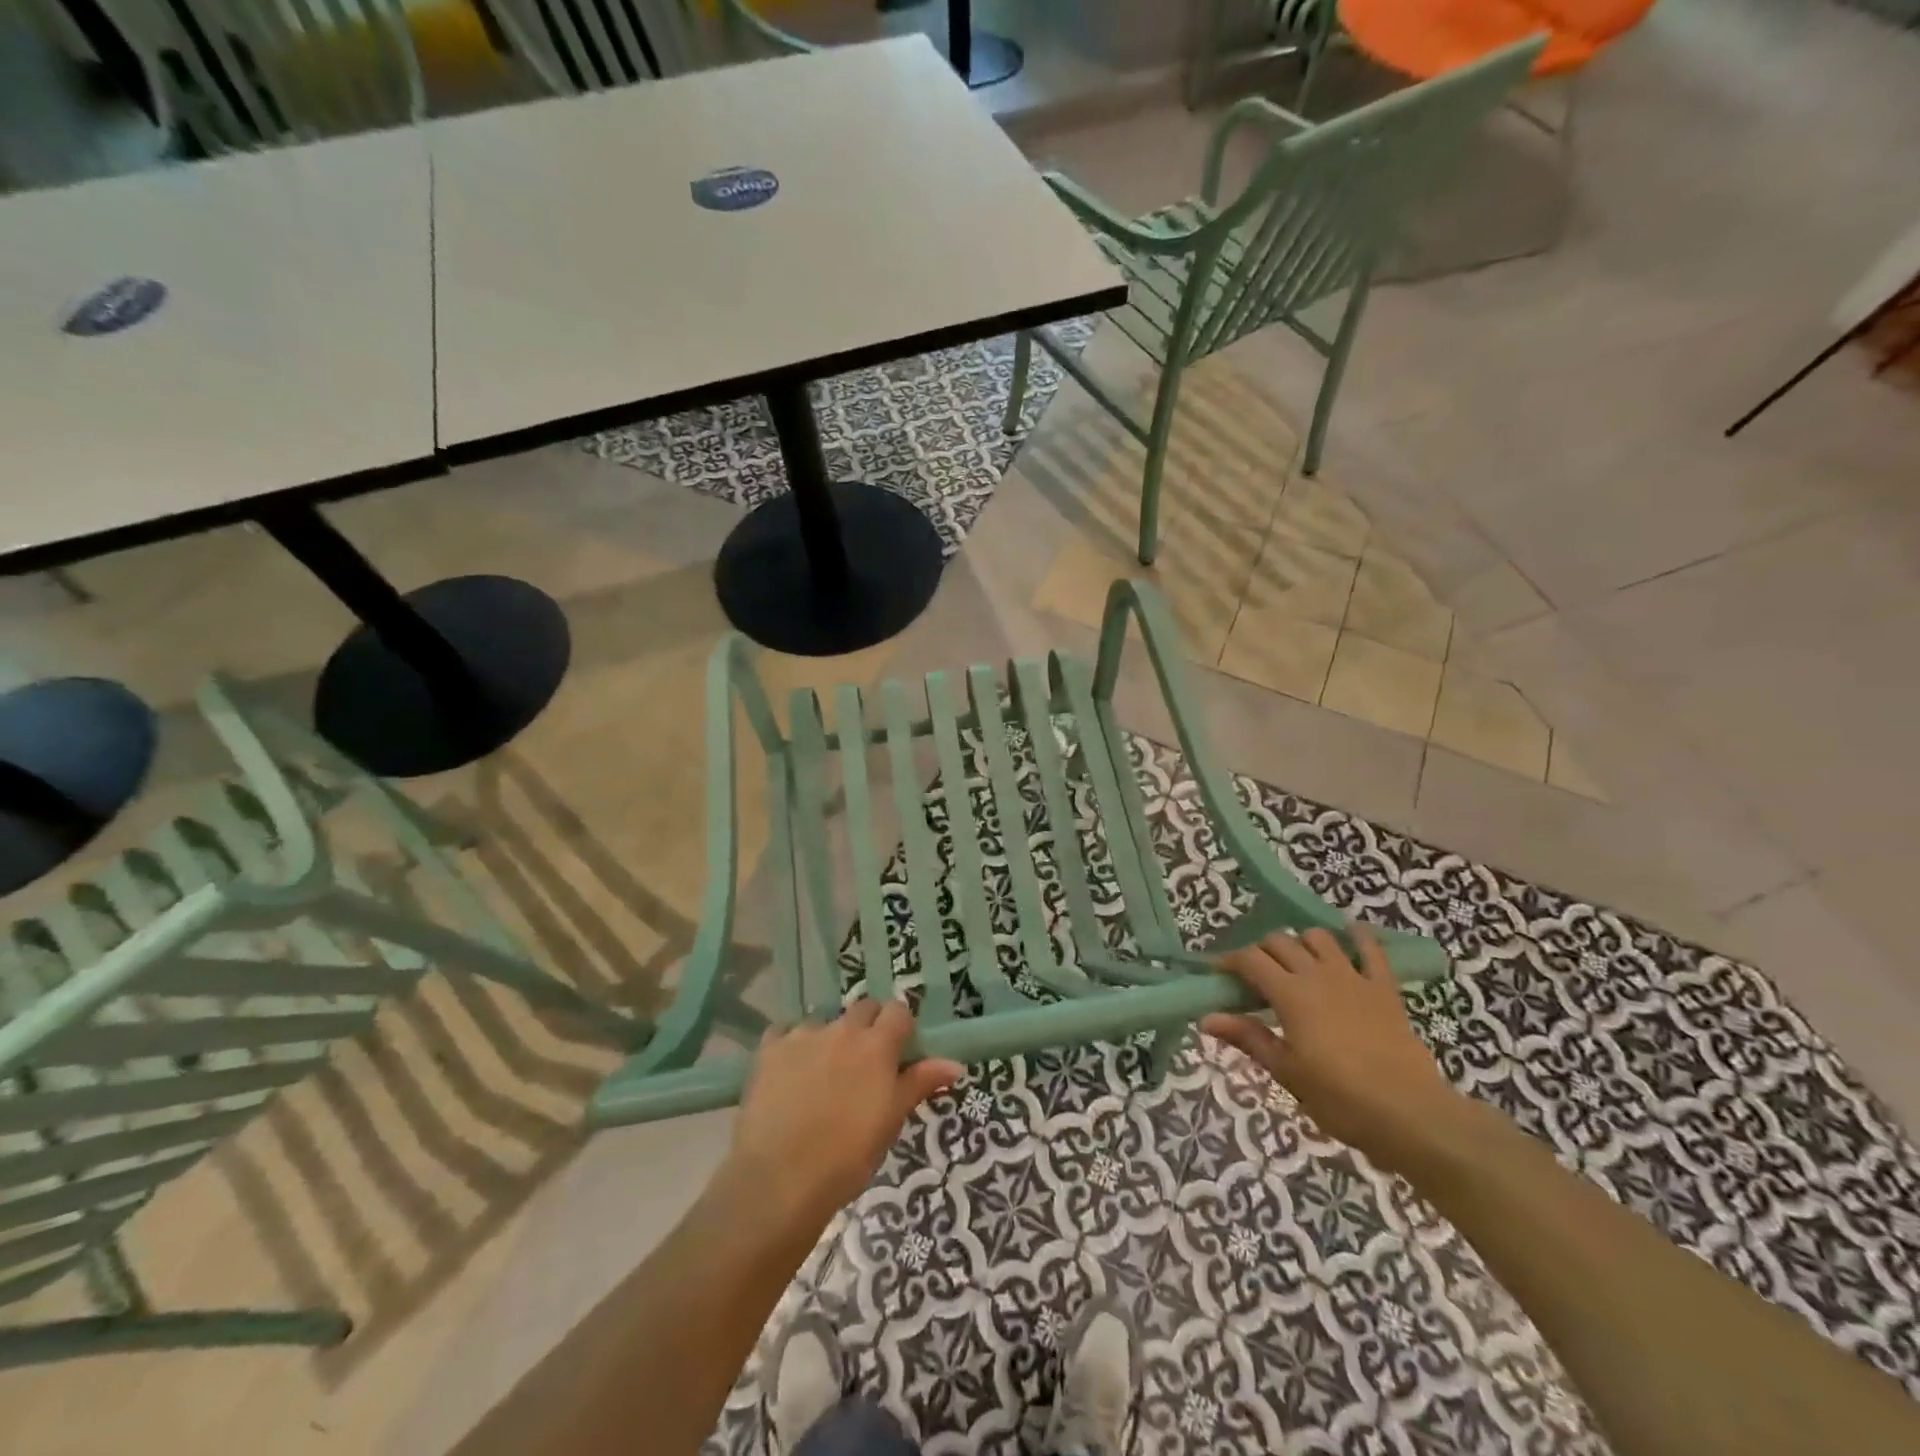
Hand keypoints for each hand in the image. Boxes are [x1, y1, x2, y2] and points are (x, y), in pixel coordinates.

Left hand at [728, 1000, 961, 1228]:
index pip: (898, 1010)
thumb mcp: (891, 1121)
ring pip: (825, 1021)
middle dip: (868, 1026)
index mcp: (877, 1045)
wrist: (780, 1179)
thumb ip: (920, 1083)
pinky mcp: (770, 1048)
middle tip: (864, 1063)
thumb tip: (955, 1063)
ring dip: (830, 1037)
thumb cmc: (847, 1157)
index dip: (900, 1027)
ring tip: (822, 1073)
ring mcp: (803, 1035)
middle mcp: (843, 1029)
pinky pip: (785, 1032)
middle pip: (863, 1008)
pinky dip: (792, 1045)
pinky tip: (789, 1072)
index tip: (898, 1051)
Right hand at [1201, 926, 1464, 1172]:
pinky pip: (1371, 949)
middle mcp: (1317, 974)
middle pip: (1279, 942)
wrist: (1410, 1113)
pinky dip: (1358, 936)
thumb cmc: (1340, 1098)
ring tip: (1296, 964)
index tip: (1219, 975)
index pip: (1250, 960)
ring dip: (1301, 943)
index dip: (1230, 962)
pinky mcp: (1384, 988)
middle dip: (1261, 952)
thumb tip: (1206, 1019)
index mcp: (1290, 994)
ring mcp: (1354, 977)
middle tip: (1256, 978)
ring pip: (1318, 937)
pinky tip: (1350, 933)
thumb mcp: (1286, 1072)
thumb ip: (1248, 1038)